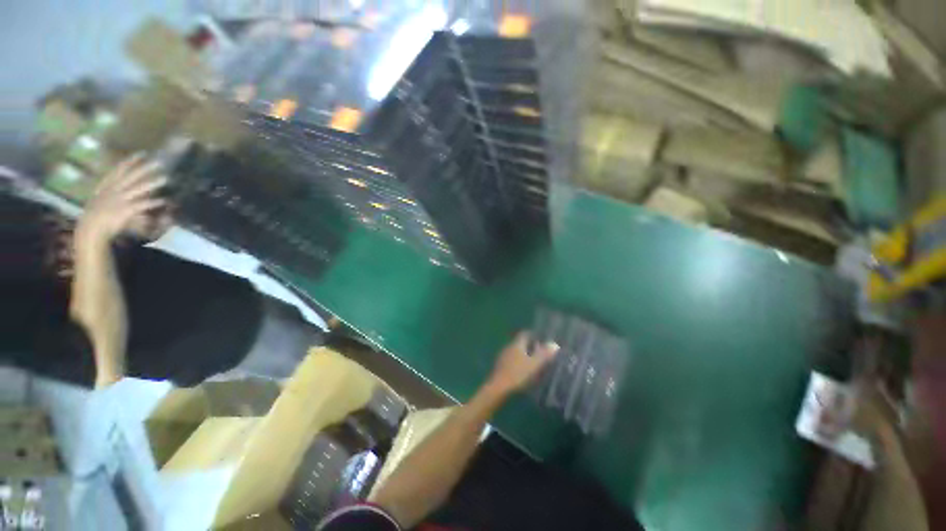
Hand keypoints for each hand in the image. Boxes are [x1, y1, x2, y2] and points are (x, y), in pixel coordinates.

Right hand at [76, 154, 169, 244]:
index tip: (142, 153)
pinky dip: (152, 202)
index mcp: (106, 186)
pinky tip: (163, 200)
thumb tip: (125, 193)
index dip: (131, 161)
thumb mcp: (102, 203)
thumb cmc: (95, 217)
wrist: (89, 229)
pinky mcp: (124, 210)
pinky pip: (141, 205)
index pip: (119, 169)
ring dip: (153, 183)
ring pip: (139, 188)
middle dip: (145, 168)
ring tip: (166, 178)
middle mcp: (113, 190)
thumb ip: (113, 196)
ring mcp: (119, 199)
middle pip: (131, 176)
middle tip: (159, 162)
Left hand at [486, 332, 558, 396]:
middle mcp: (508, 347)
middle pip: (520, 342)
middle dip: (530, 346)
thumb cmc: (517, 374)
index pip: (525, 334)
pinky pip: (512, 360)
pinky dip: (519, 363)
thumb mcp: (534, 365)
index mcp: (516, 344)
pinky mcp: (500, 366)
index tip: (542, 339)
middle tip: (541, 353)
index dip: (533, 335)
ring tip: (534, 363)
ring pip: (516, 352)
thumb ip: (544, 354)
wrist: (498, 388)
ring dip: (524, 355)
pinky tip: (523, 372)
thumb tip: (554, 344)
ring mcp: (503, 356)